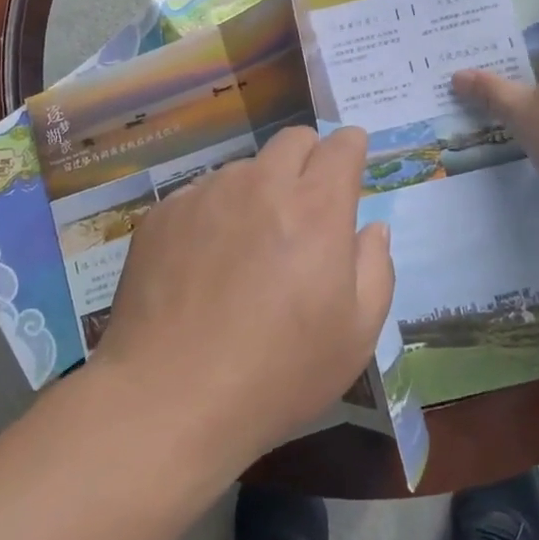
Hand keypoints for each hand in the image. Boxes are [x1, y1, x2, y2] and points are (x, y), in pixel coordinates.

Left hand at [89, 125, 393, 473]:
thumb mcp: (355, 336)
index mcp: (315, 207)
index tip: (350, 170)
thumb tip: (371, 228)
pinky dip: (214, 215)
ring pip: (245, 169)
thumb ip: (375, 268)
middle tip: (304, 211)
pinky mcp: (163, 214)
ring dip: (258, 192)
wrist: (168, 399)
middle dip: (309, 161)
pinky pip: (201, 195)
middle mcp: (260, 184)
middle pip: (293, 140)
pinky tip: (202, 266)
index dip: (352, 151)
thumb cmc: (277, 374)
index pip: (342, 145)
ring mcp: (206, 194)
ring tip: (246, 251)